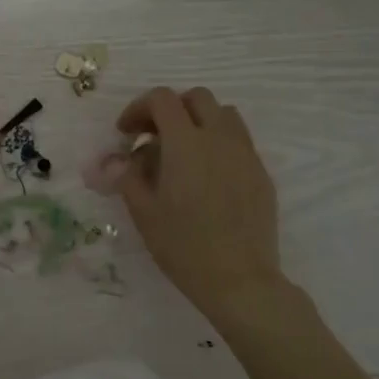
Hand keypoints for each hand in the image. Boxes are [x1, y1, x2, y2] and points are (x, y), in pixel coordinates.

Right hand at [113, 86, 282, 320]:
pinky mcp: (261, 173)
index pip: (162, 100)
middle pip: (197, 98)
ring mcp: (245, 154)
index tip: (126, 133)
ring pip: (224, 115)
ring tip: (183, 152)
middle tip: (153, 137)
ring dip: (199, 122)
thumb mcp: (143, 212)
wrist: (239, 279)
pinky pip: (239, 142)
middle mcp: (219, 138)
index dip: (138, 108)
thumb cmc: (183, 246)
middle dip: (170, 109)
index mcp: (186, 143)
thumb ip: (128, 175)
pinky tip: (207, 177)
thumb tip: (117, 159)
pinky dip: (218, 144)